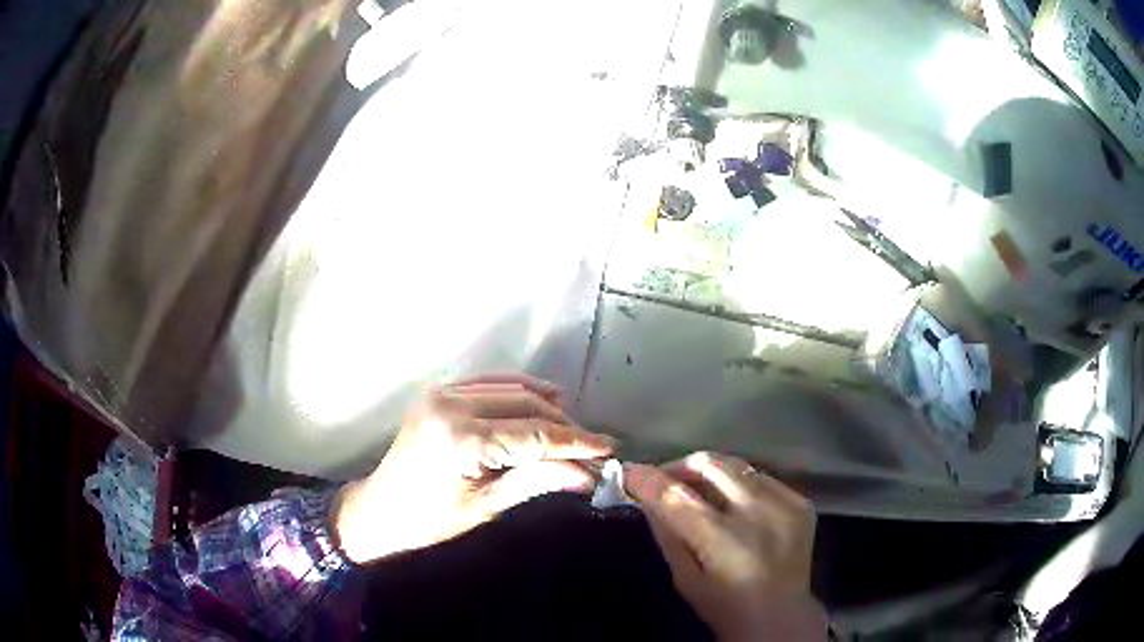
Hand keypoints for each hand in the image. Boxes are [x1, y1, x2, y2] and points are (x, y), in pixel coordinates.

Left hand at [333, 374, 612, 564]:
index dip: (575, 442)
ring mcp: (442, 393)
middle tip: (593, 449)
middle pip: (525, 405)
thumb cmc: (429, 522)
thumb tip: (587, 475)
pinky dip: (518, 391)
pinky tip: (543, 400)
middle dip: (564, 426)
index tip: (609, 449)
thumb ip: (536, 482)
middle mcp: (451, 404)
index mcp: (460, 438)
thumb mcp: (485, 507)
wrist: (379, 512)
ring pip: (510, 388)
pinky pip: (489, 383)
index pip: (533, 434)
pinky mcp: (439, 393)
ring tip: (574, 430)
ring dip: (545, 407)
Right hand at [626, 452, 826, 640]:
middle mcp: (759, 515)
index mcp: (725, 542)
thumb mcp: (685, 578)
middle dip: (680, 466)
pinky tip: (734, 503)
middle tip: (665, 480)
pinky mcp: (800, 502)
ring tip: (698, 489)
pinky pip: (761, 477)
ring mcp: (785, 504)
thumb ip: (667, 533)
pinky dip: (740, 484)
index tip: (628, 470)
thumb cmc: (724, 605)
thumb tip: (645, 495)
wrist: (781, 615)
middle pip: (711, 465)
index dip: (649, 479)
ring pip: (737, 465)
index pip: (678, 497)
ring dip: (710, 473)